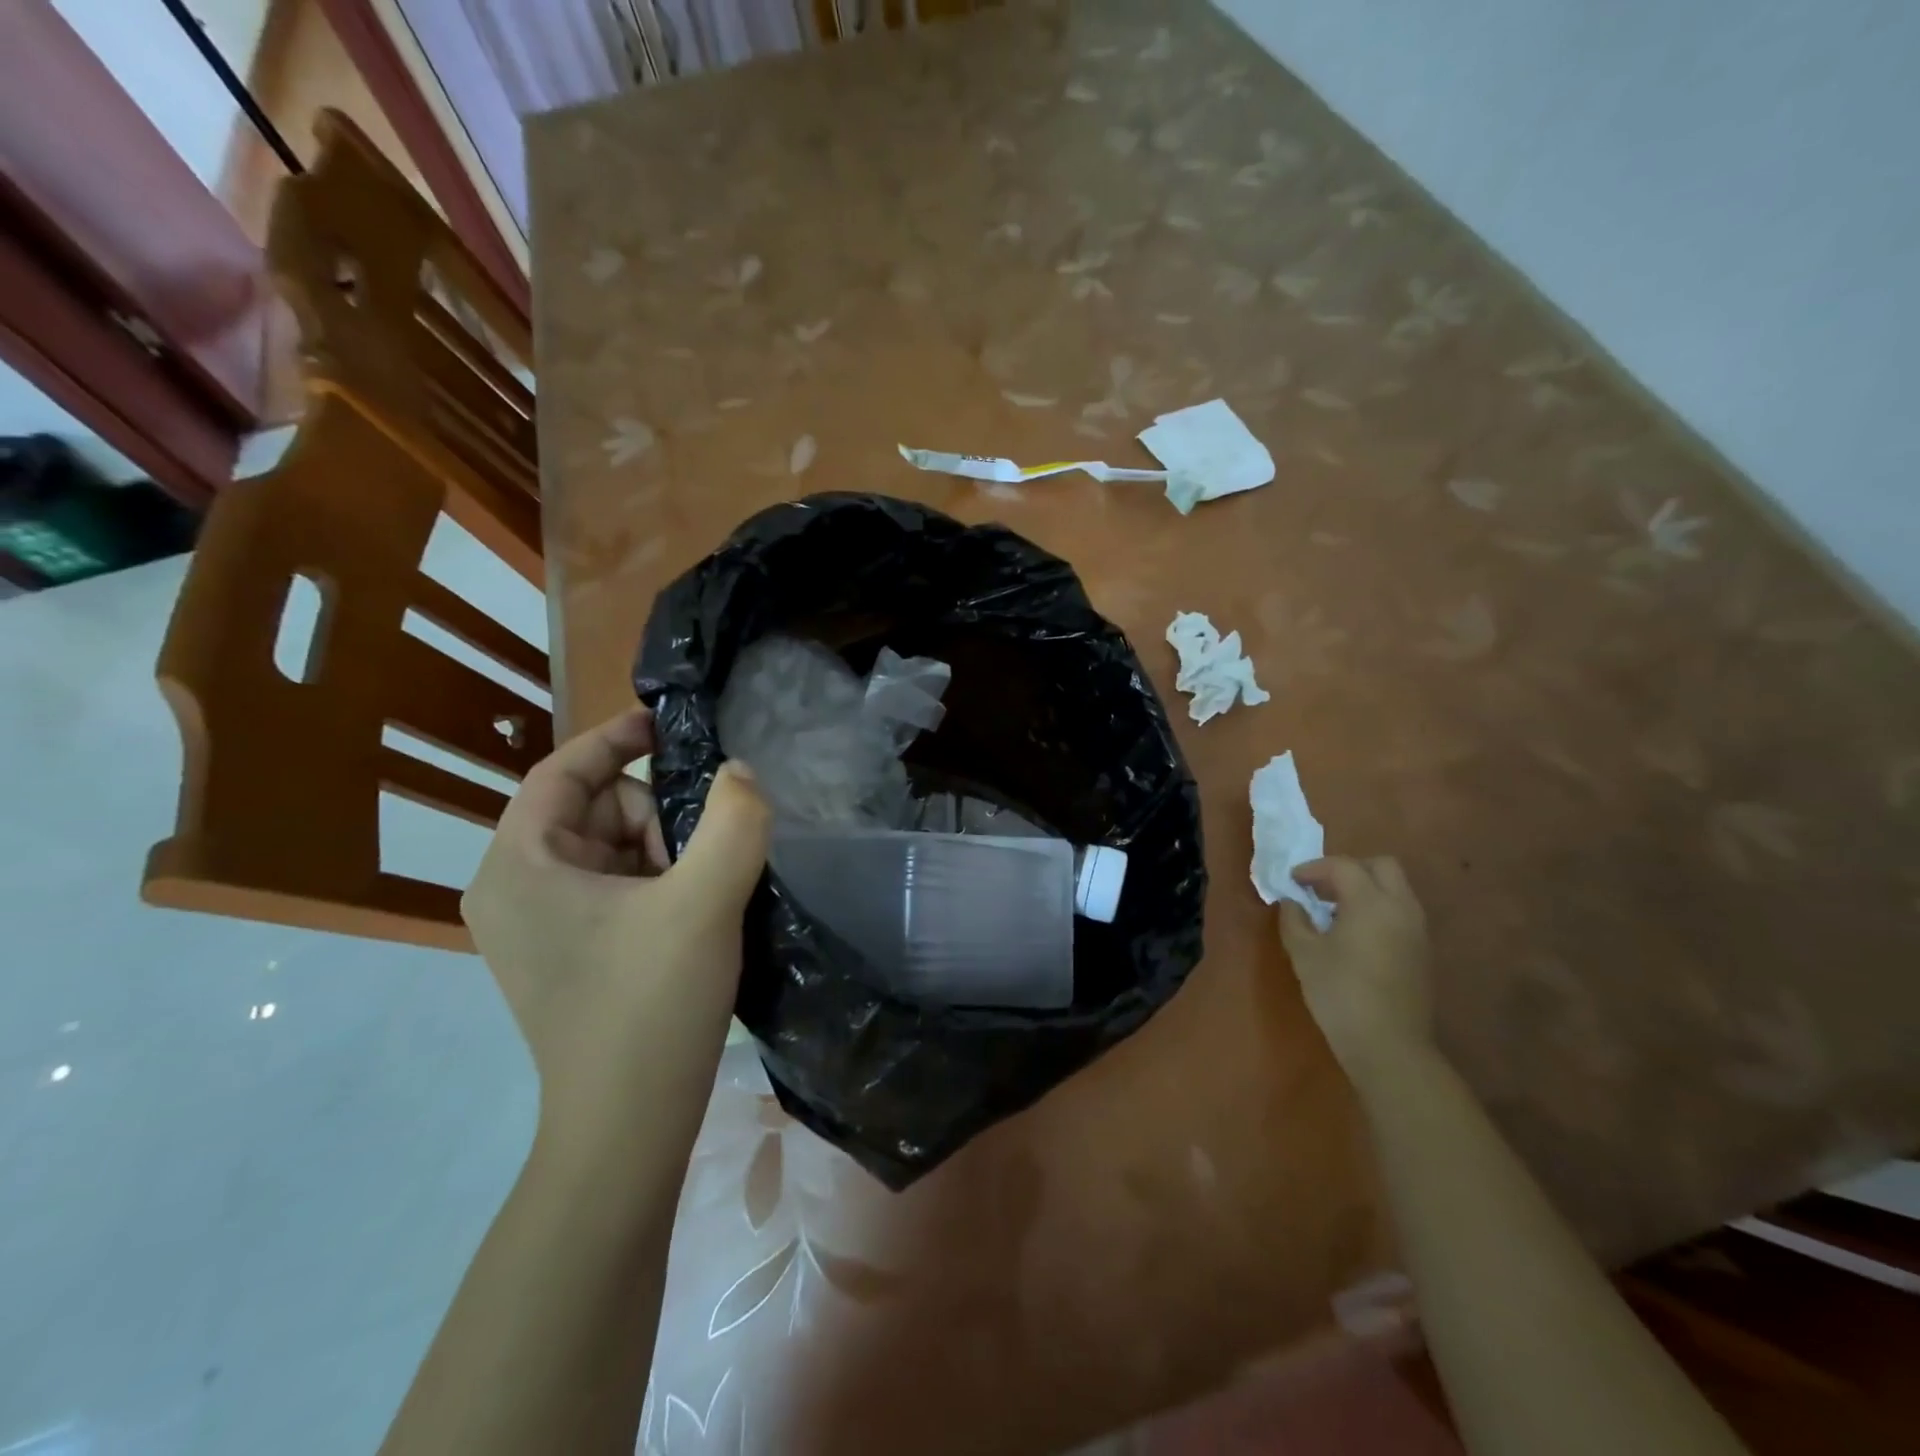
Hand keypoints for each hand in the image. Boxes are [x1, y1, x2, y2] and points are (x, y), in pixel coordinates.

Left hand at [463, 706, 769, 1159]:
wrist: (628, 1127)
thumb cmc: (650, 1006)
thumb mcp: (703, 902)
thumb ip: (733, 821)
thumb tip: (740, 772)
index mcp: (519, 866)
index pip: (562, 771)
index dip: (616, 738)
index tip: (671, 725)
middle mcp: (514, 889)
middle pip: (596, 810)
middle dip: (656, 819)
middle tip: (700, 862)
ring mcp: (539, 926)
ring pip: (613, 848)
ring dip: (666, 854)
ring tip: (700, 898)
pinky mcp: (568, 952)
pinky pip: (616, 886)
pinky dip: (659, 883)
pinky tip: (692, 916)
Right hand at [1278, 856, 1432, 1093]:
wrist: (1389, 1046)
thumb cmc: (1340, 993)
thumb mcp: (1304, 954)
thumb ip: (1294, 919)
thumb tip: (1292, 903)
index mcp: (1371, 902)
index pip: (1343, 866)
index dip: (1313, 868)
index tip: (1292, 881)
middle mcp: (1401, 908)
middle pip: (1381, 866)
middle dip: (1349, 869)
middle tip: (1321, 888)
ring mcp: (1417, 930)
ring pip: (1395, 889)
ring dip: (1365, 889)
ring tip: (1334, 911)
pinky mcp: (1422, 952)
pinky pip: (1400, 912)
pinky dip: (1377, 908)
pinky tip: (1354, 934)